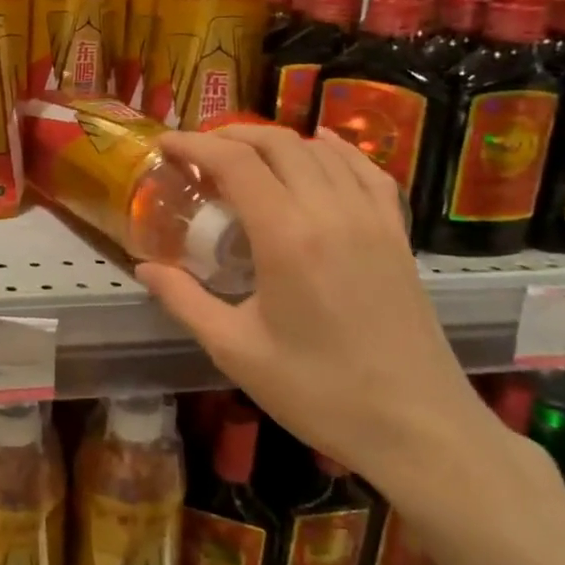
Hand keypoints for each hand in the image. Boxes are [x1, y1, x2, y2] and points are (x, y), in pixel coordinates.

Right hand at [136, 125, 501, 497]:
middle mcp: (330, 212)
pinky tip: (320, 147)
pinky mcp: (397, 234)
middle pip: (277, 143)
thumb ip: (184, 300)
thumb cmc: (320, 392)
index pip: (235, 163)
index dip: (195, 144)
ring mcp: (372, 219)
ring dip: (275, 141)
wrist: (420, 429)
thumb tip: (144, 267)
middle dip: (230, 135)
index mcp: (286, 237)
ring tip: (243, 155)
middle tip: (197, 152)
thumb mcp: (236, 350)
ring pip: (320, 150)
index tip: (165, 144)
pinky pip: (367, 170)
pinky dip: (336, 149)